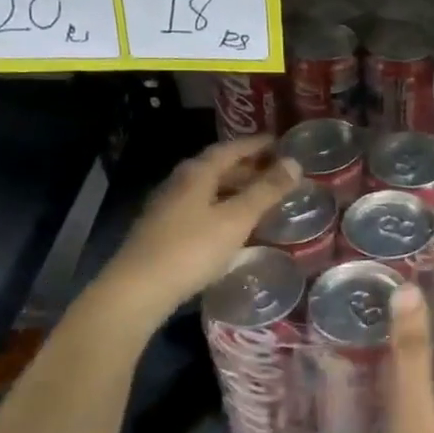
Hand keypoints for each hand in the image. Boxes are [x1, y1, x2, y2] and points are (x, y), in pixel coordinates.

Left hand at [97, 138, 298, 326]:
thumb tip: (295, 163)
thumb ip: (266, 191)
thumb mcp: (236, 219)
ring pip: (208, 189)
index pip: (230, 148)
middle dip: (248, 167)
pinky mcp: (163, 231)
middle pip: (218, 168)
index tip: (280, 143)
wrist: (138, 289)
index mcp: (197, 173)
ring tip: (261, 198)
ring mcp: (168, 207)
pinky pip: (201, 209)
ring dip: (235, 189)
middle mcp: (179, 182)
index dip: (256, 144)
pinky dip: (222, 208)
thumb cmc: (191, 249)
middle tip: (276, 172)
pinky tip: (233, 225)